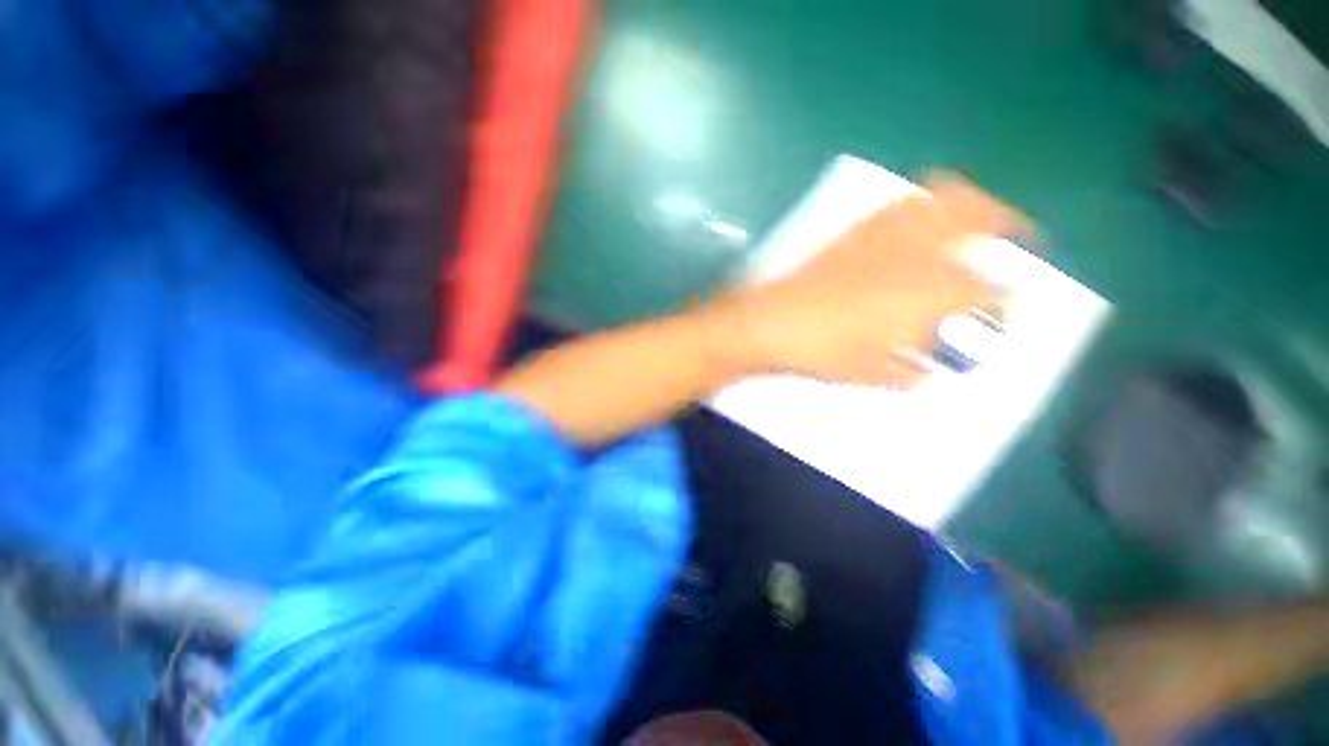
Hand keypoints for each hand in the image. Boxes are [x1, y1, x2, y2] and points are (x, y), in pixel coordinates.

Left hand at [719, 173, 1027, 387]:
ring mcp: (882, 236)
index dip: (1005, 302)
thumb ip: (906, 374)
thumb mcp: (869, 374)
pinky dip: (918, 204)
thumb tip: (923, 373)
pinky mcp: (852, 232)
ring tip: (972, 215)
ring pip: (941, 196)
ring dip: (966, 201)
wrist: (768, 324)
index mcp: (928, 294)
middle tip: (1014, 234)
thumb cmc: (820, 351)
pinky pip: (896, 205)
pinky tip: (915, 219)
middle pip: (979, 215)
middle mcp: (915, 254)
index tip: (1008, 309)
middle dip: (1005, 222)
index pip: (987, 291)